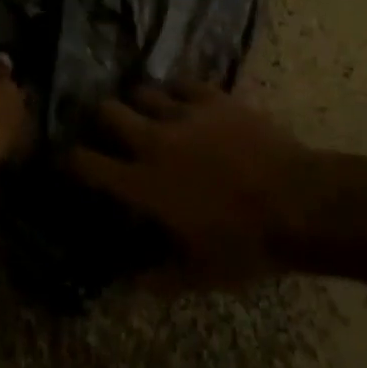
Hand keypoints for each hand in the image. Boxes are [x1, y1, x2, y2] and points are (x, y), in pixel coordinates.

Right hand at [63, 84, 312, 288]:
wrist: (299, 203)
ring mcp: (183, 114)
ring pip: (142, 91)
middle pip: (107, 111)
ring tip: (149, 114)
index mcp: (143, 185)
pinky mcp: (212, 98)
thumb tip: (129, 284)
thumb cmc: (246, 245)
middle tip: (110, 130)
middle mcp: (153, 141)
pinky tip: (185, 104)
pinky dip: (178, 93)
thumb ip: (158, 278)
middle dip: (101, 119)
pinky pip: (182, 83)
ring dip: (140, 103)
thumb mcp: (200, 274)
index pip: (87, 163)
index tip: (68, 160)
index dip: (70, 160)